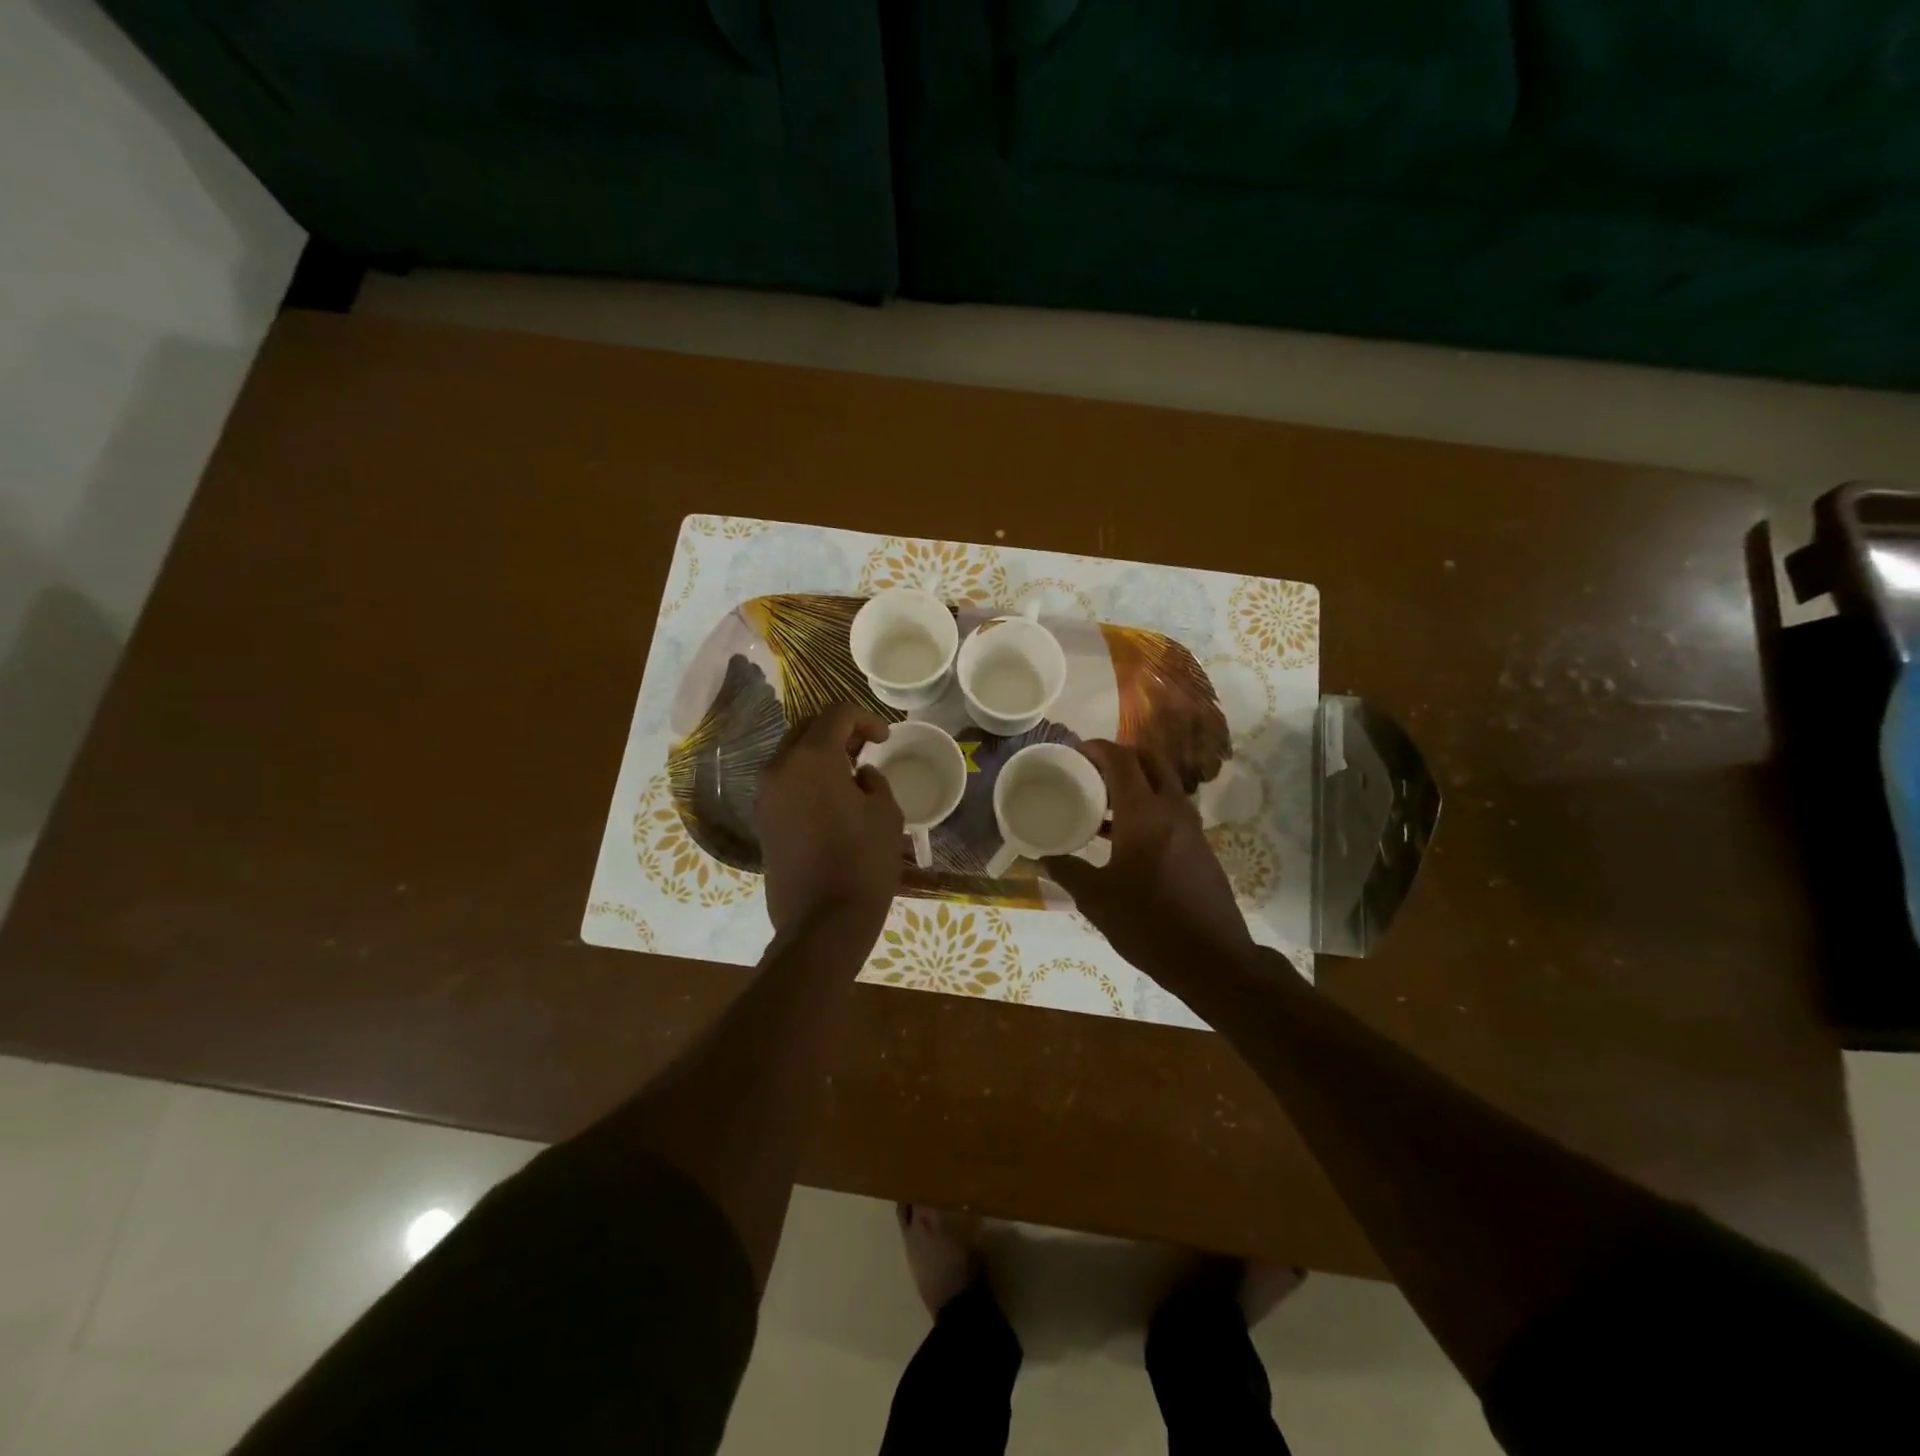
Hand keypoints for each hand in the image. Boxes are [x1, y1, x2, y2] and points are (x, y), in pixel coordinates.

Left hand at [756, 703, 904, 936]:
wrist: (822, 921)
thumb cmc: (863, 861)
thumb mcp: (885, 813)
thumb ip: (874, 780)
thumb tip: (860, 775)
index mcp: (811, 758)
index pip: (836, 714)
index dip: (866, 718)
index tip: (885, 740)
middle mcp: (779, 768)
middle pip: (808, 729)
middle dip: (839, 731)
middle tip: (866, 748)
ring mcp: (765, 795)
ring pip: (792, 755)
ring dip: (821, 754)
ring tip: (850, 774)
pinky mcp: (763, 821)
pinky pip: (785, 782)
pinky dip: (807, 778)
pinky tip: (832, 799)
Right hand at [1044, 741, 1252, 983]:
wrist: (1212, 959)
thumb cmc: (1148, 923)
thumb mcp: (1097, 899)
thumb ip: (1068, 872)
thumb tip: (1044, 858)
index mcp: (1144, 813)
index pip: (1122, 760)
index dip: (1097, 748)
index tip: (1074, 751)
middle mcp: (1172, 809)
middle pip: (1150, 761)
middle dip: (1120, 757)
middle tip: (1090, 771)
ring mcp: (1191, 827)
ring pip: (1164, 784)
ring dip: (1136, 781)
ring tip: (1102, 802)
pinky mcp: (1200, 846)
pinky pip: (1171, 808)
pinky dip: (1148, 805)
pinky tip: (1124, 836)